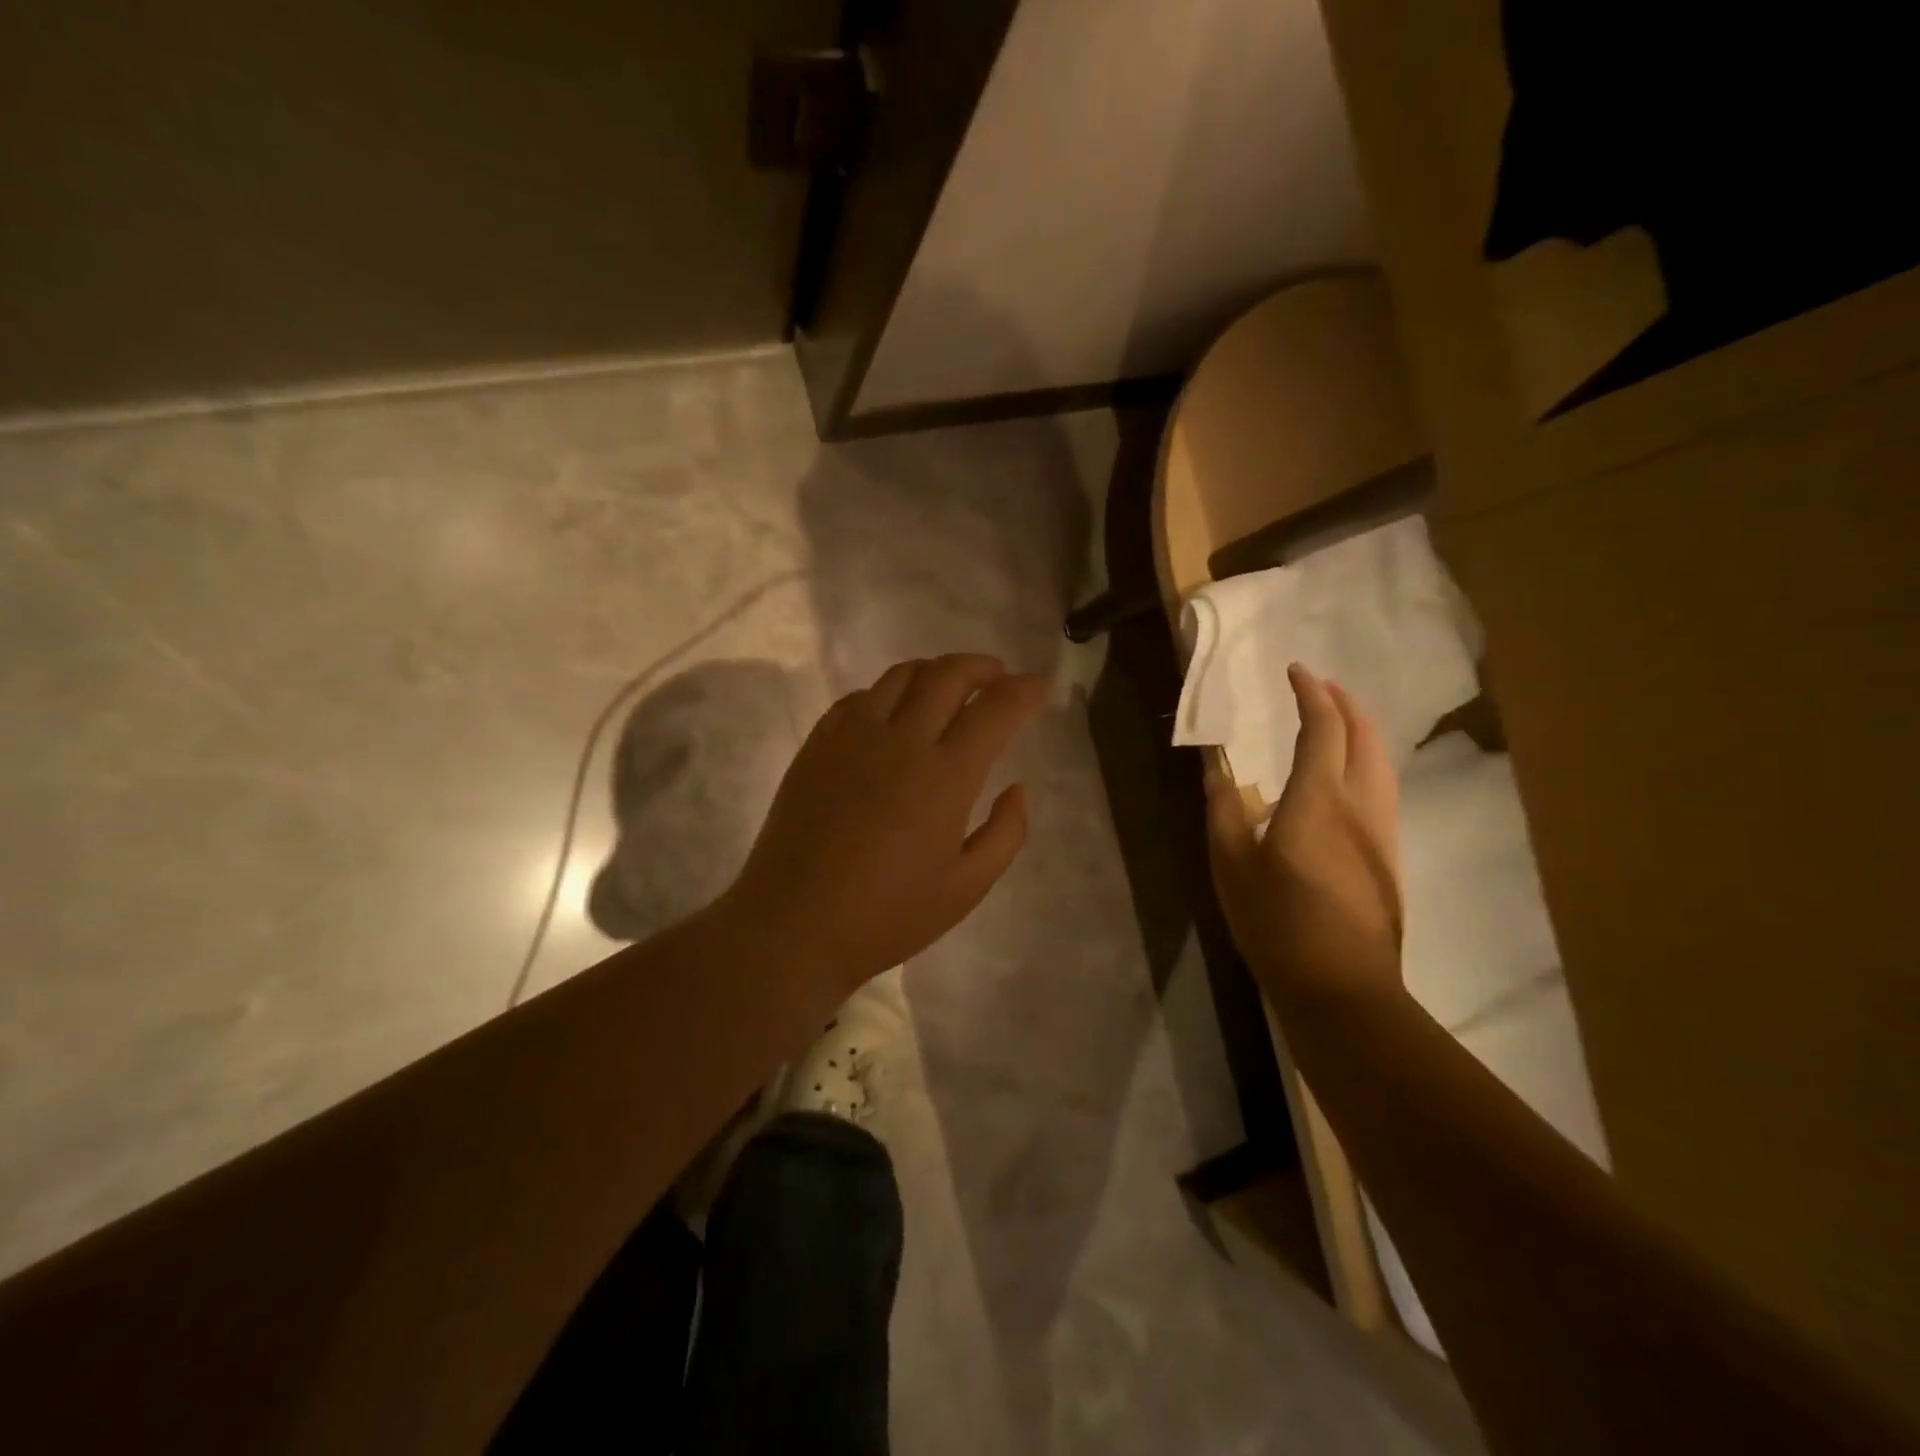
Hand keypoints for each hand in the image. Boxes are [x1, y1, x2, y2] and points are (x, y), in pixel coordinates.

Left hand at [719, 654, 1047, 1003]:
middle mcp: (901, 740)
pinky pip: (859, 698)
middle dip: (982, 667)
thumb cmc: (887, 916)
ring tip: (949, 688)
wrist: (792, 925)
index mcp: (945, 776)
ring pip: (901, 676)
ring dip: (935, 671)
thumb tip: (1018, 788)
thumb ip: (1005, 834)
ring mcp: (852, 737)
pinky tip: (893, 715)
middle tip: (997, 678)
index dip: (1024, 691)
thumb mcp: (966, 888)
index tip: (1040, 688)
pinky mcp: (818, 745)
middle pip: (947, 674)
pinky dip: (888, 693)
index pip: (995, 709)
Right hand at [1206, 663, 1404, 1011]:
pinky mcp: (1388, 857)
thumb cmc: (1276, 922)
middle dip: (1345, 704)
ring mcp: (1381, 831)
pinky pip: (1381, 789)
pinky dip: (1365, 762)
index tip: (1295, 672)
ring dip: (1360, 732)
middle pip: (1364, 737)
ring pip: (1380, 763)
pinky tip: (1345, 778)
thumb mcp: (1231, 865)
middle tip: (1320, 687)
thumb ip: (1224, 811)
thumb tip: (1218, 771)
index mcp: (1318, 799)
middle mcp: (1359, 805)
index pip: (1323, 728)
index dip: (1311, 694)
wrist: (1341, 986)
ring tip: (1336, 723)